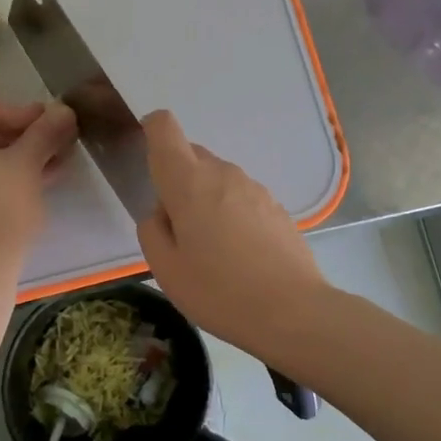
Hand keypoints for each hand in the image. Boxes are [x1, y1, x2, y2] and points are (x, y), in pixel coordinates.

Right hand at [136, 110, 327, 355]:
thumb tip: (162, 212)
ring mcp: (254, 188)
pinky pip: (241, 198)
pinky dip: (230, 214)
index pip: (164, 128)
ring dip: (205, 200)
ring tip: (210, 250)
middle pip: (191, 156)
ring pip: (217, 179)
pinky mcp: (276, 207)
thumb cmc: (219, 291)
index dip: (151, 131)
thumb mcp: (166, 269)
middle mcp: (223, 173)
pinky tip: (238, 256)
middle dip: (177, 180)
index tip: (148, 160)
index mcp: (189, 182)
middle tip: (177, 230)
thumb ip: (152, 230)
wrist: (293, 312)